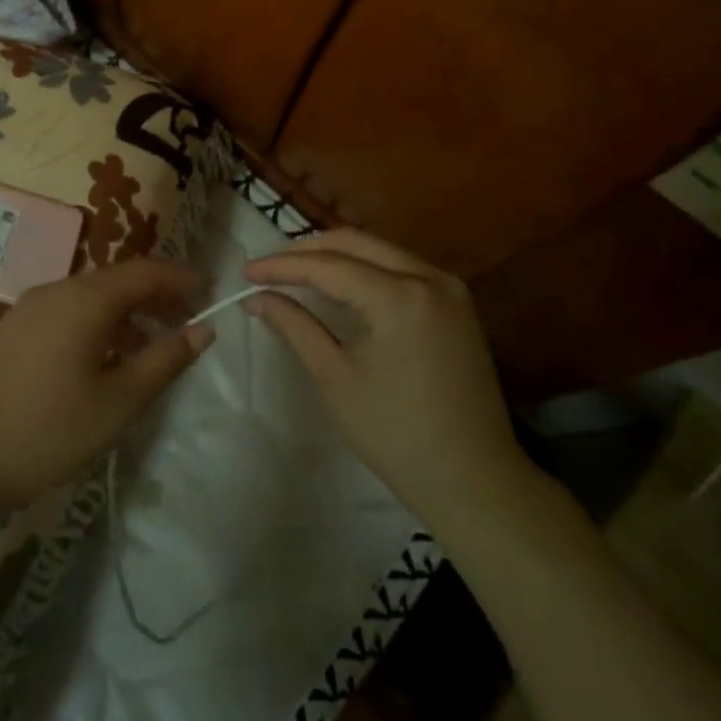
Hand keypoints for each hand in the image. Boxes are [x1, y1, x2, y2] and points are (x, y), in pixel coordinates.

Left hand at [0, 259, 211, 516]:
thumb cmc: (49, 431)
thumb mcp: (119, 402)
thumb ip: (164, 360)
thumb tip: (203, 329)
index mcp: (84, 299)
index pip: (145, 272)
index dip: (181, 278)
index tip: (212, 291)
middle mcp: (55, 290)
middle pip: (117, 280)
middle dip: (157, 296)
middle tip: (189, 320)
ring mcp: (28, 308)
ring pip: (91, 296)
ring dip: (128, 312)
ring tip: (153, 344)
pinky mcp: (13, 329)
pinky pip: (67, 311)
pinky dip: (98, 323)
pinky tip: (107, 356)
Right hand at [244, 229, 531, 521]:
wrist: (474, 479)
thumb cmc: (395, 434)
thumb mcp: (335, 377)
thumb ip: (295, 326)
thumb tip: (258, 299)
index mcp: (399, 296)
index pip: (328, 265)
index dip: (282, 266)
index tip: (247, 273)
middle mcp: (429, 277)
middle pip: (357, 242)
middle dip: (308, 250)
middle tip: (269, 267)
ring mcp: (449, 288)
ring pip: (381, 250)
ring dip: (337, 255)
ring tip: (297, 271)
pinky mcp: (458, 304)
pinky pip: (402, 268)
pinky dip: (366, 268)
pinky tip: (341, 284)